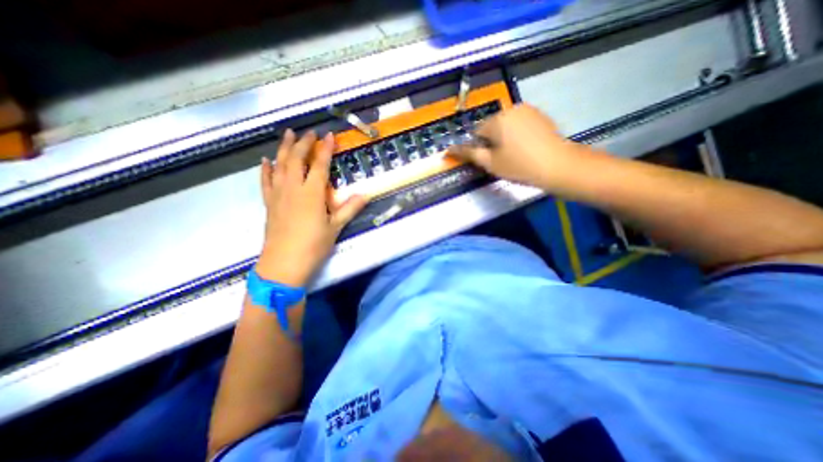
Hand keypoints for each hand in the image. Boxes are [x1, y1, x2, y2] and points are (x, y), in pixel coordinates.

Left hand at [256, 130, 365, 285]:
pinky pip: (266, 181)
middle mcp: (293, 188)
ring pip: (279, 165)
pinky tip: (266, 160)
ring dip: (284, 148)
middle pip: (296, 159)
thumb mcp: (335, 227)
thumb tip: (366, 195)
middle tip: (309, 132)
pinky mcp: (269, 204)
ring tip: (287, 135)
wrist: (284, 264)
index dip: (325, 149)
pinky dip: (266, 169)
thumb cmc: (313, 246)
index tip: (330, 136)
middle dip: (303, 143)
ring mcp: (278, 195)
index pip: (320, 165)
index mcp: (312, 193)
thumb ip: (349, 208)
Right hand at [447, 103, 587, 188]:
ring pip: (505, 125)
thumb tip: (448, 149)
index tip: (489, 160)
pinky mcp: (540, 115)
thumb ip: (469, 154)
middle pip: (491, 127)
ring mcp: (528, 110)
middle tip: (503, 159)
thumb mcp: (490, 163)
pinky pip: (519, 124)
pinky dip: (517, 134)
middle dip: (492, 141)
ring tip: (515, 154)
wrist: (558, 166)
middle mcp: (511, 109)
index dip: (480, 148)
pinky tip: (526, 147)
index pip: (477, 132)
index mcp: (496, 120)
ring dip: (504, 137)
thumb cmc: (519, 166)